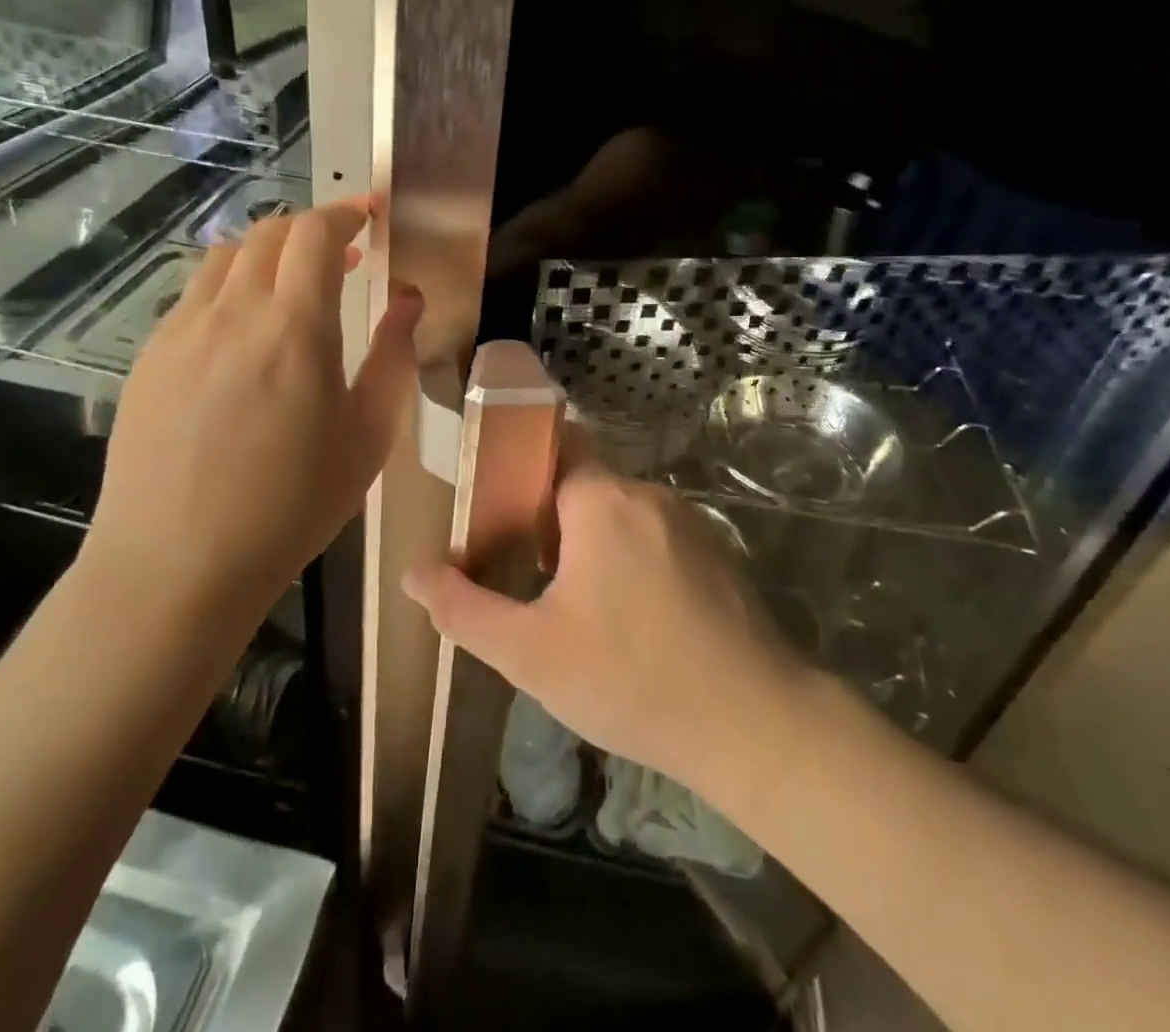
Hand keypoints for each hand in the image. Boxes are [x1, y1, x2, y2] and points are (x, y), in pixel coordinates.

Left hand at [84, 198, 421, 625]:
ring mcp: (180, 331)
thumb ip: (394, 355)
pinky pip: (194, 297)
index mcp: (294, 326)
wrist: (176, 564)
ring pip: (224, 258)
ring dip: (267, 253)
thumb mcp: (368, 435)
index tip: (369, 214)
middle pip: (268, 233)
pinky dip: (230, 288)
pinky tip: (243, 336)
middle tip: (343, 255)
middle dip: (311, 228)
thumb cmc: (292, 504)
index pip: (316, 234)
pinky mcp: (148, 358)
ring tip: (292, 287)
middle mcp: (232, 311)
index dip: (346, 213)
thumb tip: (407, 298)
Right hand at [403, 433, 802, 795]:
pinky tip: (626, 617)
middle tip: (521, 567)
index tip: (492, 505)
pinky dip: (629, 556)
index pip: (553, 443)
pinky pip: (654, 536)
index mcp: (601, 499)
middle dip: (548, 514)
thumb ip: (463, 609)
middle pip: (583, 480)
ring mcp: (689, 522)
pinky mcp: (716, 553)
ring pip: (620, 512)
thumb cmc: (631, 679)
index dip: (519, 466)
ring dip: (589, 539)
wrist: (756, 725)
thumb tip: (413, 573)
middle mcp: (648, 494)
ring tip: (568, 599)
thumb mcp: (531, 653)